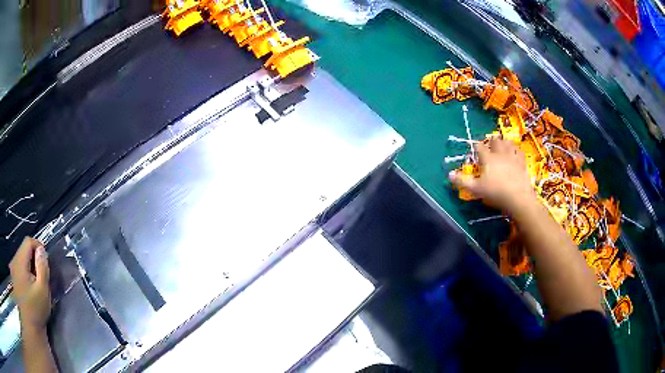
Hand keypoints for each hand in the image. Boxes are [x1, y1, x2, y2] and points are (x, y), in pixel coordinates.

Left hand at [9, 237, 50, 334]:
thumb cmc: (36, 310)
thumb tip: (42, 251)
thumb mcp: (43, 291)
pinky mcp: (14, 277)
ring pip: (21, 259)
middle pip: (24, 250)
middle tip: (42, 276)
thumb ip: (42, 268)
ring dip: (29, 267)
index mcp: (20, 261)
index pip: (28, 241)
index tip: (46, 260)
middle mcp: (14, 261)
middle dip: (34, 260)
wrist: (31, 326)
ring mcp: (13, 269)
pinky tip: (30, 288)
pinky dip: (25, 273)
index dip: (38, 247)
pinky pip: (19, 268)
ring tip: (36, 284)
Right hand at [449, 137, 535, 213]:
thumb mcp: (476, 189)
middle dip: (493, 141)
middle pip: (496, 141)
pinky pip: (519, 152)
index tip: (476, 147)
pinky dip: (517, 150)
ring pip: (508, 143)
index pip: (480, 147)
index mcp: (488, 158)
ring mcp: (512, 157)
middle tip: (491, 143)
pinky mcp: (522, 163)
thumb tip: (449, 174)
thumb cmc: (495, 192)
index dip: (477, 146)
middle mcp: (500, 154)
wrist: (517, 197)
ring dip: (505, 142)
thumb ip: (462, 181)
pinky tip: (516, 152)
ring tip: (503, 144)